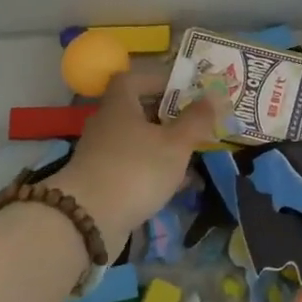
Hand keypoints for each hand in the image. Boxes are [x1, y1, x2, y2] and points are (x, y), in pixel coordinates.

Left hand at [51, 72, 215, 250]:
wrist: (87, 222)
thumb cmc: (135, 170)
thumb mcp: (175, 143)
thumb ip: (196, 120)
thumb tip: (215, 95)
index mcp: (119, 105)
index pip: (132, 79)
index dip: (157, 80)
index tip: (183, 90)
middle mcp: (106, 125)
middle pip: (136, 111)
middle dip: (166, 117)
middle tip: (193, 124)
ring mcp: (100, 155)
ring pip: (136, 142)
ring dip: (161, 146)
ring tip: (191, 157)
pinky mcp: (100, 183)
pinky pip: (131, 167)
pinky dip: (152, 171)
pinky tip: (175, 185)